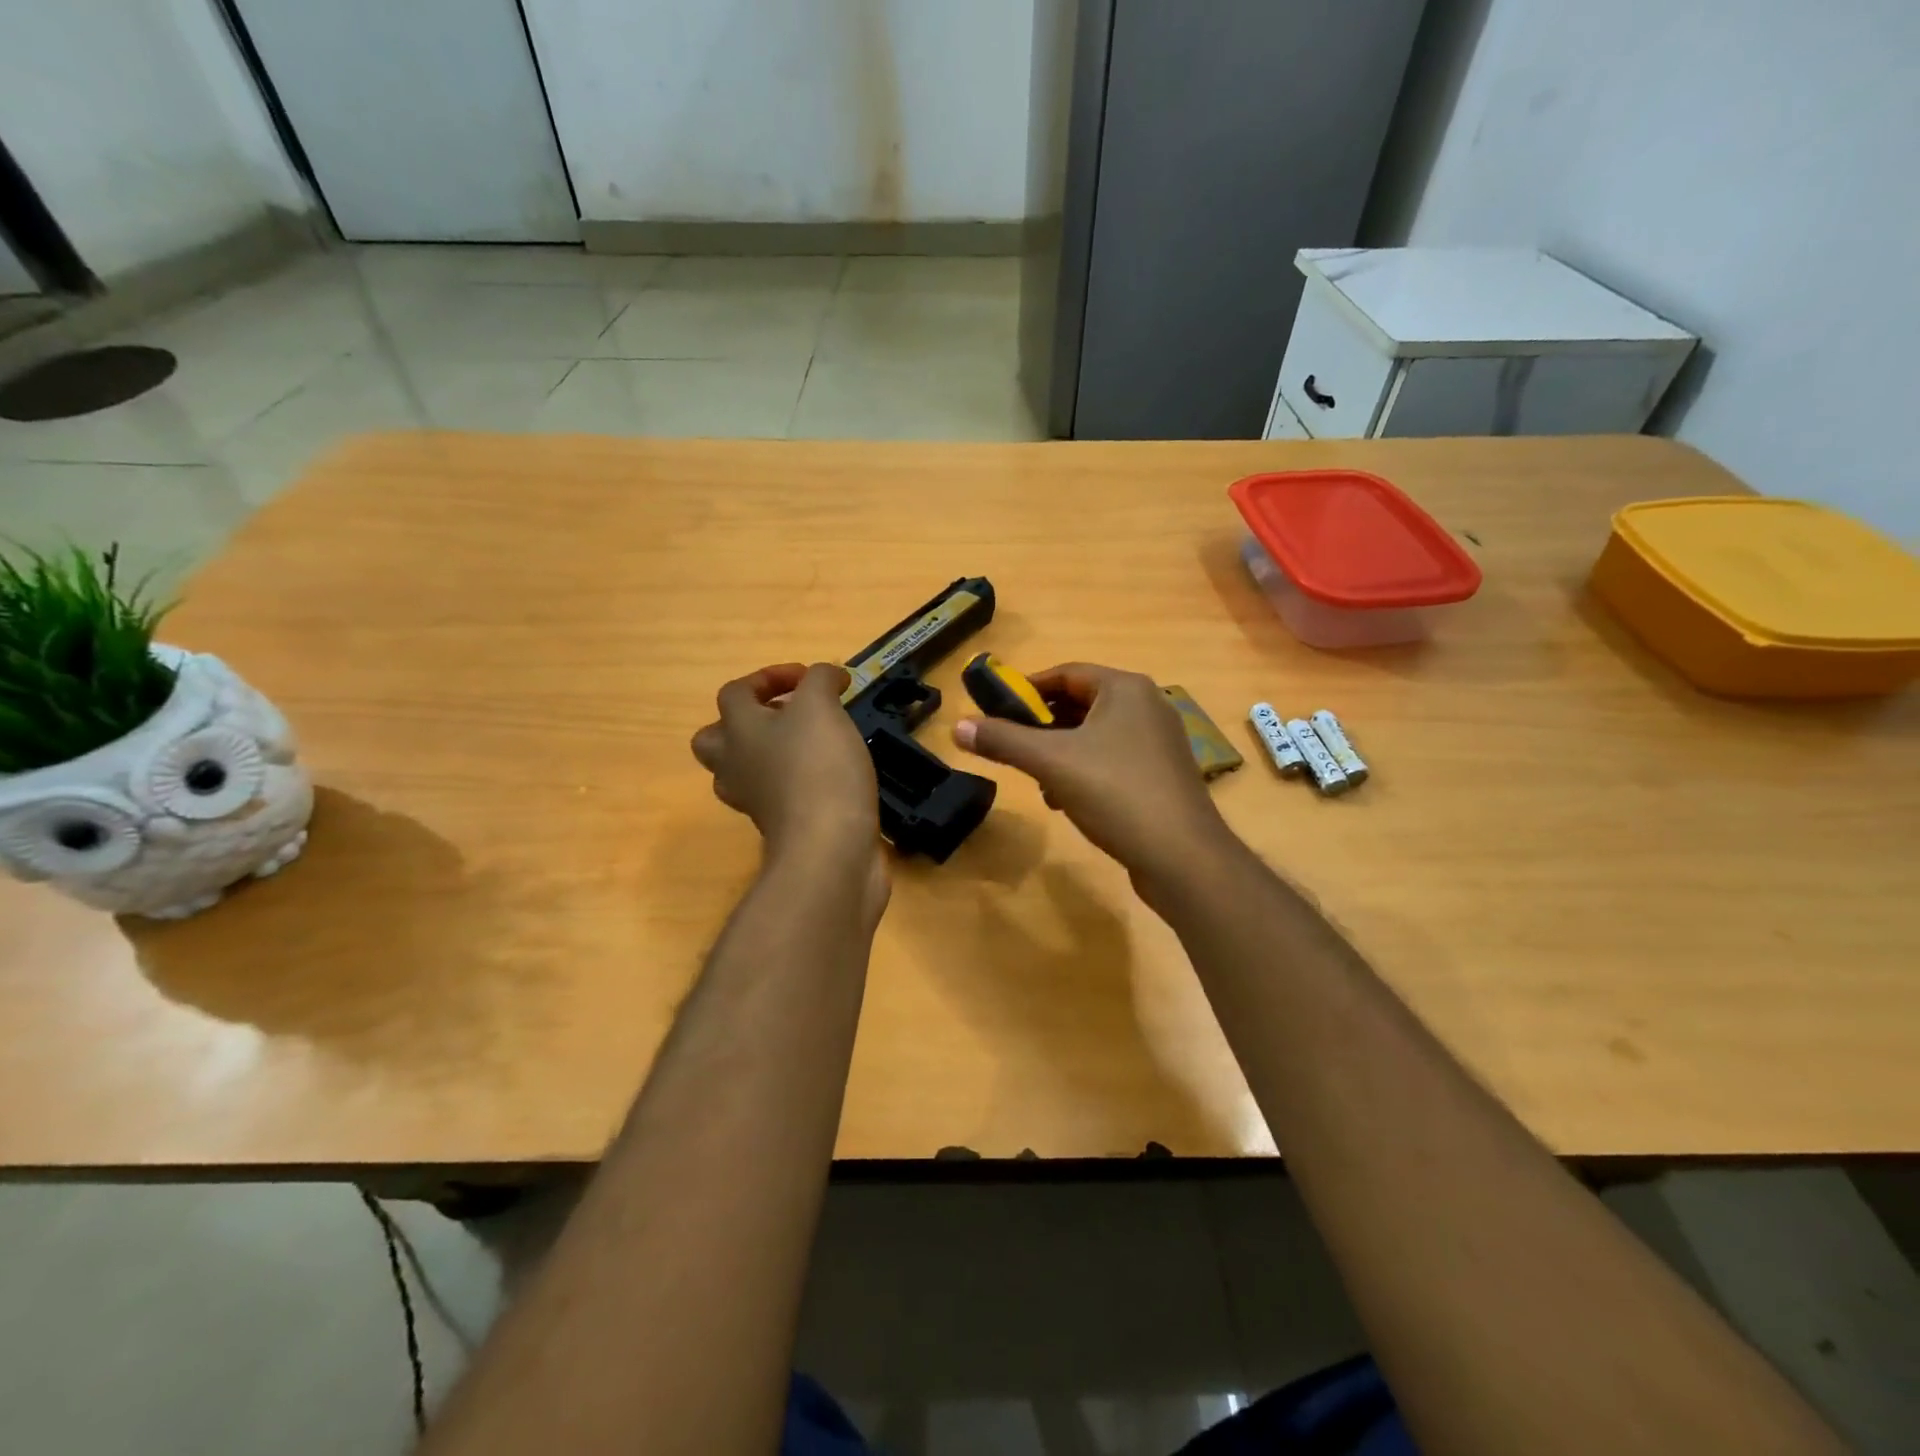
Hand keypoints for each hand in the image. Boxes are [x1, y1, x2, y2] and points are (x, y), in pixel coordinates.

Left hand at [691, 663, 878, 861]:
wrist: (828, 848)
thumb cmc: (818, 768)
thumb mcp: (821, 707)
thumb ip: (820, 681)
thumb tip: (827, 677)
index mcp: (738, 730)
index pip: (735, 692)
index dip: (770, 676)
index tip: (810, 679)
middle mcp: (735, 765)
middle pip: (716, 739)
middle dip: (747, 722)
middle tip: (787, 716)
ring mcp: (754, 801)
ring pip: (743, 770)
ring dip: (768, 754)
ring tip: (806, 745)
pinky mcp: (780, 826)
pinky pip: (775, 796)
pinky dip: (794, 782)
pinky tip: (826, 776)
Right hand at [952, 663, 1234, 886]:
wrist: (1182, 856)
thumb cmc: (1116, 794)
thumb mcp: (1051, 763)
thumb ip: (1003, 741)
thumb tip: (957, 725)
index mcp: (1125, 689)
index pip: (1066, 673)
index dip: (1026, 688)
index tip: (995, 709)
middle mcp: (1147, 706)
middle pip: (1081, 704)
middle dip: (1042, 726)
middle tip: (1012, 747)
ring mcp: (1159, 742)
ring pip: (1096, 736)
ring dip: (1061, 754)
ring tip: (1038, 782)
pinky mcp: (1163, 775)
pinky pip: (1114, 760)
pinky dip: (1086, 772)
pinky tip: (1069, 801)